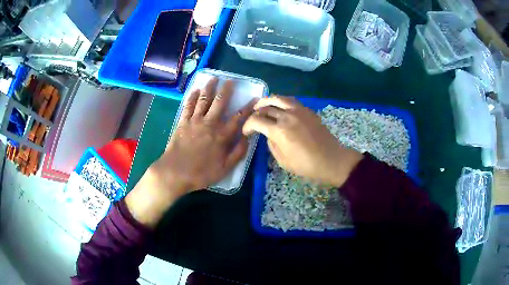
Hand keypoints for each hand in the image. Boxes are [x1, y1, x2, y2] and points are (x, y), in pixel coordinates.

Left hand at [126, 78, 254, 227]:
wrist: (175, 173)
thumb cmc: (201, 173)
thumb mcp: (225, 168)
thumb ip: (238, 152)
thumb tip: (247, 137)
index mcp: (222, 135)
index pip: (239, 118)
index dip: (248, 107)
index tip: (255, 98)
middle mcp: (210, 123)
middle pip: (220, 102)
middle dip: (226, 90)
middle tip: (230, 81)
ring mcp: (195, 121)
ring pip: (204, 99)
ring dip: (209, 88)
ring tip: (214, 78)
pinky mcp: (182, 122)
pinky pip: (188, 105)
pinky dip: (192, 96)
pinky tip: (196, 90)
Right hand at [242, 96, 362, 186]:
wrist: (331, 160)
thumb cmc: (307, 165)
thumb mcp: (283, 161)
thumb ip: (272, 145)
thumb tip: (268, 134)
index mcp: (279, 131)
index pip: (256, 121)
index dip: (247, 125)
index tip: (246, 131)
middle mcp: (287, 116)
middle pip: (266, 107)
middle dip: (255, 113)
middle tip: (253, 118)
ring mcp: (299, 111)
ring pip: (278, 98)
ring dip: (266, 100)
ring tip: (261, 105)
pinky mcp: (307, 110)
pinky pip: (290, 101)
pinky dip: (280, 101)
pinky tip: (279, 107)